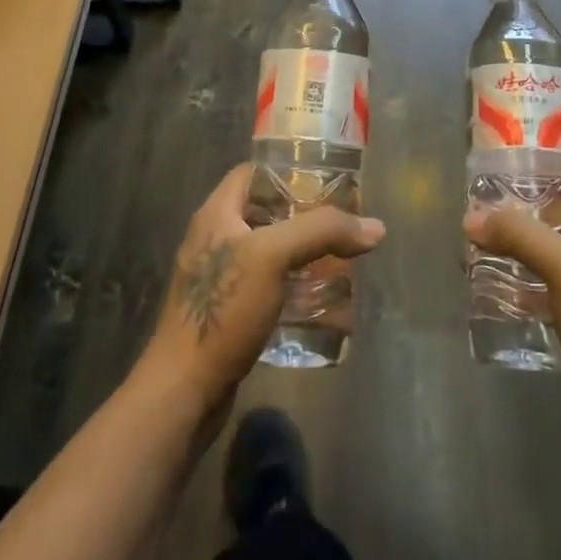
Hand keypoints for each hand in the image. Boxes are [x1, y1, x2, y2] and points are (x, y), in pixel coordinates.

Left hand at [140, 164, 386, 411]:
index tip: (326, 179)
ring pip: (267, 250)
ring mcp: (219, 278)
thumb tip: (376, 227)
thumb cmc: (223, 309)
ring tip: (339, 257)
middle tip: (342, 221)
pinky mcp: (227, 312)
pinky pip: (266, 285)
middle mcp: (214, 238)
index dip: (287, 170)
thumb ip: (322, 232)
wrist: (184, 389)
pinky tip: (318, 297)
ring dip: (301, 252)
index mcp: (216, 214)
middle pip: (264, 211)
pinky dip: (292, 284)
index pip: (252, 172)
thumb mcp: (272, 256)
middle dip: (303, 214)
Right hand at [464, 174, 560, 448]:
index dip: (549, 174)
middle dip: (525, 214)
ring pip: (555, 256)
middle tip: (484, 215)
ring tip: (481, 251)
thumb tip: (471, 218)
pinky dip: (526, 287)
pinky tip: (499, 295)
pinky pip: (552, 291)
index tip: (508, 175)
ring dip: (521, 251)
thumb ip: (519, 236)